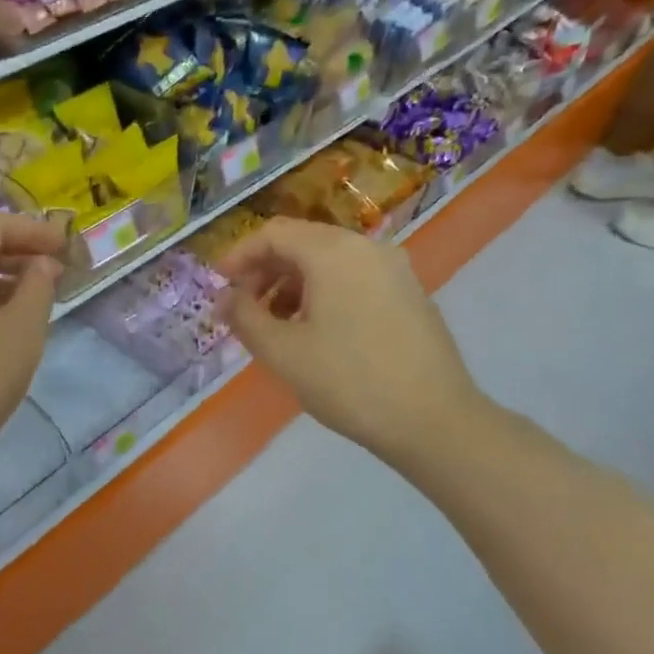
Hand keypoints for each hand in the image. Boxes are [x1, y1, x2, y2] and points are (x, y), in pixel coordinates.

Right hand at [216, 218, 482, 464]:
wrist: (434, 420)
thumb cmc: (348, 381)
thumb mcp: (282, 351)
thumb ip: (244, 316)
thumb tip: (225, 298)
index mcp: (333, 252)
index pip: (274, 233)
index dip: (239, 255)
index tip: (219, 286)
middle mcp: (367, 248)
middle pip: (302, 242)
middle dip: (265, 271)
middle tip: (243, 308)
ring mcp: (394, 269)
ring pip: (329, 261)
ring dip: (293, 284)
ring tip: (276, 325)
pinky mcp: (410, 293)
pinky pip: (353, 278)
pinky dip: (323, 293)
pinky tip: (315, 332)